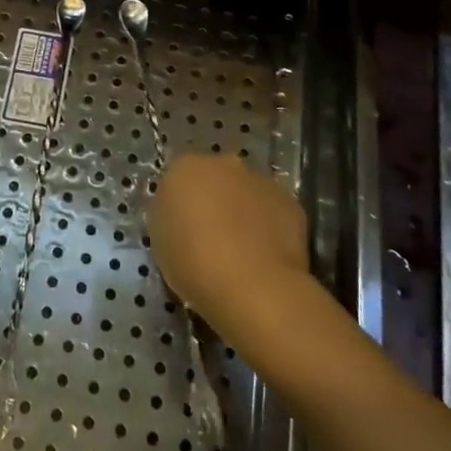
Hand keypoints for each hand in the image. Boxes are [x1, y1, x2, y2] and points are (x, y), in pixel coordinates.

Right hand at [148, 152, 309, 344]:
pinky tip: (264, 256)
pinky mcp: (291, 204)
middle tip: (210, 236)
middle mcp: (224, 164)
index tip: (182, 226)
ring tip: (241, 251)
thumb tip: (183, 213)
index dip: (181, 201)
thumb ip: (170, 214)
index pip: (179, 176)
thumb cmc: (193, 262)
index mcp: (185, 167)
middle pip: (215, 178)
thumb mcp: (160, 238)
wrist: (252, 286)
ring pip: (247, 193)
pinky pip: (273, 212)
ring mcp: (261, 181)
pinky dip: (268, 227)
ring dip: (242, 211)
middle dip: (214, 199)